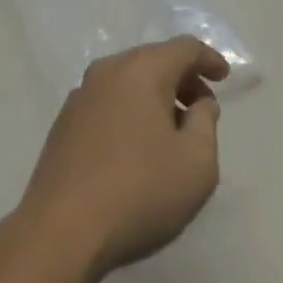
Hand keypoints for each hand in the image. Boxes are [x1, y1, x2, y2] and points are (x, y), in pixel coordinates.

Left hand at [15, 36, 228, 282]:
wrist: (58, 234)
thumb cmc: (138, 192)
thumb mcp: (196, 164)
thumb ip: (206, 123)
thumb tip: (198, 104)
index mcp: (142, 69)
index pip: (184, 48)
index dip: (208, 59)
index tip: (224, 77)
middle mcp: (109, 70)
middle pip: (155, 60)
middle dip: (182, 79)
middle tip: (201, 108)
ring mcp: (81, 96)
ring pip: (129, 81)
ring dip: (154, 97)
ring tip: (170, 132)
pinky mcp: (63, 124)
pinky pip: (108, 103)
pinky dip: (129, 112)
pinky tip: (135, 148)